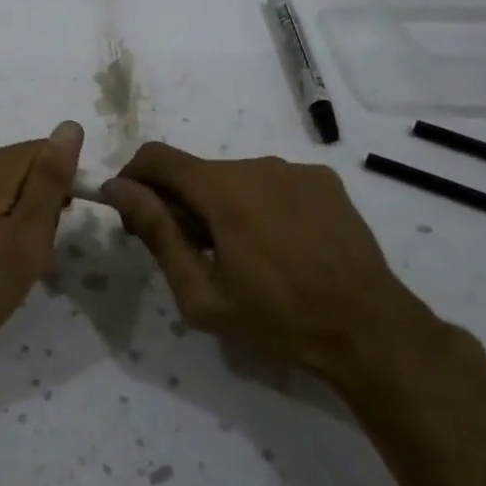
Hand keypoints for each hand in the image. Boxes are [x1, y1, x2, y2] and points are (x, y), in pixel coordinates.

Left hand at [0, 122, 83, 377]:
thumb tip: (70, 126)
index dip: (66, 183)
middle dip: (43, 205)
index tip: (64, 224)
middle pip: (23, 170)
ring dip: (19, 221)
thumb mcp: (26, 238)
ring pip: (1, 192)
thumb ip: (50, 181)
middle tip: (40, 251)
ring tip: (17, 264)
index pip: (46, 150)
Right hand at [99, 143, 467, 412]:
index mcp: (223, 189)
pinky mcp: (323, 180)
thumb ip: (157, 232)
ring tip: (240, 255)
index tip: (134, 217)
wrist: (368, 329)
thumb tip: (117, 188)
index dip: (133, 179)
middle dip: (178, 203)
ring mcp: (295, 169)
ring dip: (219, 205)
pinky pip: (271, 182)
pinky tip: (278, 245)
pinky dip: (257, 204)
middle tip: (190, 253)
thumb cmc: (276, 318)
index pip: (156, 157)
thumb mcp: (201, 292)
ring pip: (233, 177)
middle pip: (195, 171)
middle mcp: (257, 165)